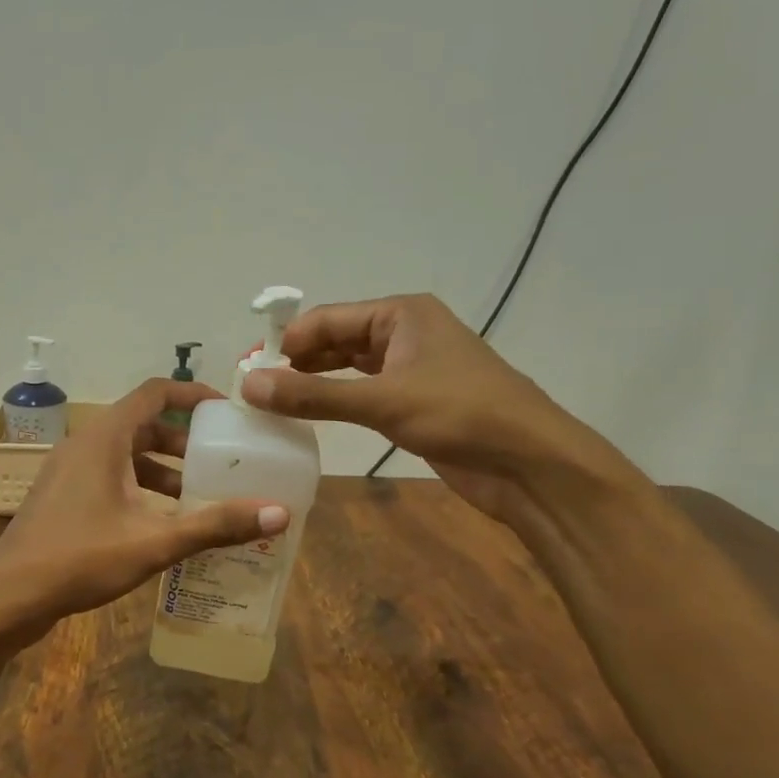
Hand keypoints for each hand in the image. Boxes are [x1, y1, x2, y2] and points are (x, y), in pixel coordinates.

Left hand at [0, 379, 288, 630]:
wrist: (8, 597)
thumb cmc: (80, 558)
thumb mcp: (154, 542)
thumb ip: (215, 525)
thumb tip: (279, 513)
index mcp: (104, 438)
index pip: (154, 393)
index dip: (193, 394)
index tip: (227, 411)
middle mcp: (85, 444)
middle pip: (143, 425)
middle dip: (184, 441)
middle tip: (221, 461)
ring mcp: (69, 471)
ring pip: (126, 456)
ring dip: (163, 471)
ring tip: (200, 498)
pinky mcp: (63, 497)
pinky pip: (110, 478)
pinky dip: (140, 489)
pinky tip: (162, 524)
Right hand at [238, 293, 631, 517]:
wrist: (530, 464)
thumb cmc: (460, 415)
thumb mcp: (382, 401)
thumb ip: (313, 395)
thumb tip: (248, 386)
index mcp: (401, 314)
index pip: (328, 318)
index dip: (288, 341)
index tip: (249, 369)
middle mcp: (405, 333)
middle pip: (337, 340)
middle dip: (298, 361)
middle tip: (256, 389)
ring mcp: (412, 368)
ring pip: (349, 368)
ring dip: (315, 382)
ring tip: (273, 403)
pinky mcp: (415, 402)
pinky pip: (364, 393)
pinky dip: (336, 401)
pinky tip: (311, 416)